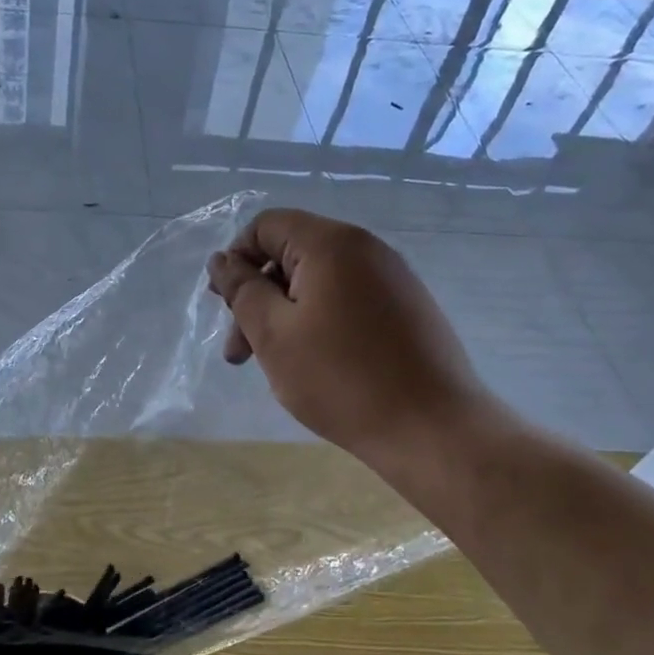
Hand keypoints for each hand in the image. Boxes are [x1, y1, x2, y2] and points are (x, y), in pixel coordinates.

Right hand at [206, 209, 508, 470]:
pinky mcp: (407, 309)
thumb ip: (241, 290)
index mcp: (332, 244)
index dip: (236, 260)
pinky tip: (314, 366)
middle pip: (291, 255)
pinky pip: (347, 301)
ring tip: (273, 367)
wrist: (432, 428)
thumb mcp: (274, 333)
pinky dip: (318, 324)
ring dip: (284, 316)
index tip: (226, 308)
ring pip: (318, 283)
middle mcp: (367, 249)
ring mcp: (393, 279)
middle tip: (239, 354)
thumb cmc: (340, 378)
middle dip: (257, 298)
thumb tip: (221, 260)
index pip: (266, 226)